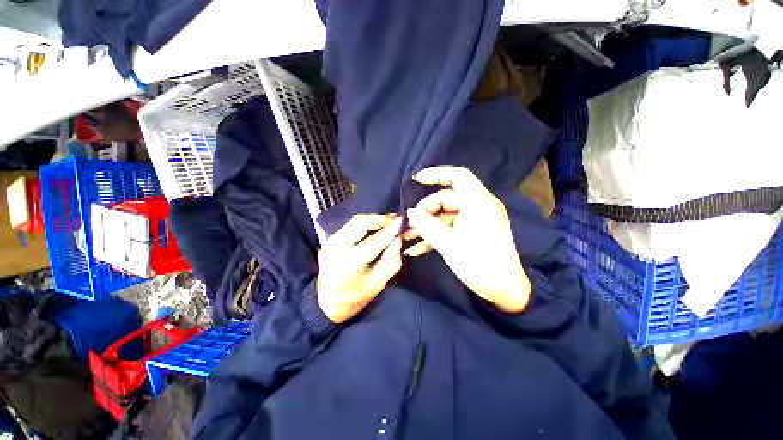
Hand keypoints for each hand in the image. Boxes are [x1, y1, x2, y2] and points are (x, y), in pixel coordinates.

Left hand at [317, 214, 402, 323]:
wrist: (326, 303)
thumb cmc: (355, 297)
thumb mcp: (377, 284)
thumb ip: (391, 261)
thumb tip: (397, 239)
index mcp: (347, 266)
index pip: (372, 243)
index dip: (388, 231)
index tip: (401, 222)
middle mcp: (335, 250)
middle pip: (359, 224)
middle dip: (380, 219)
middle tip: (394, 220)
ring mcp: (329, 243)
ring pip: (354, 221)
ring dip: (373, 219)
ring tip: (387, 222)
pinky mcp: (329, 240)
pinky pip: (350, 225)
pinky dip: (365, 223)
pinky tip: (374, 226)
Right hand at [403, 166, 530, 312]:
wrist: (506, 292)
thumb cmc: (481, 265)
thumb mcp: (449, 244)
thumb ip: (427, 225)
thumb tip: (410, 212)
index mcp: (479, 203)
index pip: (458, 177)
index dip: (436, 174)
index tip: (416, 180)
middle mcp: (478, 207)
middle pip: (446, 199)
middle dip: (425, 210)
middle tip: (408, 223)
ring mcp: (474, 221)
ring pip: (445, 215)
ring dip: (426, 225)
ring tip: (407, 236)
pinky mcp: (470, 233)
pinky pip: (449, 228)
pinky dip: (434, 235)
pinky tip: (417, 247)